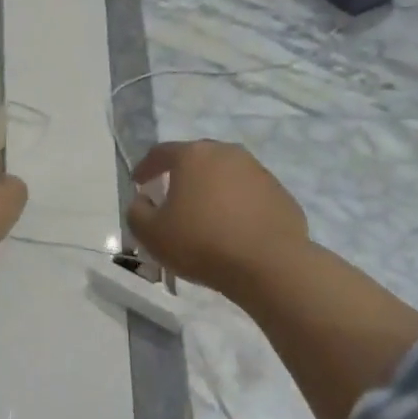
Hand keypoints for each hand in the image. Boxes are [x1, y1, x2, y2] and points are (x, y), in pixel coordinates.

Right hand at [125, 140, 309, 298]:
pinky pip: (250, 194)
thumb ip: (137, 213)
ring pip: (226, 174)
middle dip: (182, 174)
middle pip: (197, 158)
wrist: (269, 264)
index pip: (161, 153)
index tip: (138, 182)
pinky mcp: (280, 193)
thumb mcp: (152, 234)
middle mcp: (227, 153)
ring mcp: (258, 171)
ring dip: (213, 189)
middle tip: (172, 195)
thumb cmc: (202, 243)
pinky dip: (238, 205)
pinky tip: (234, 229)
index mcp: (193, 156)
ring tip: (205, 215)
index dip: (146, 167)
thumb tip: (141, 202)